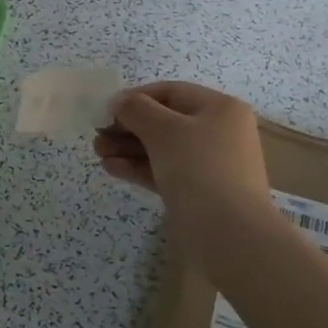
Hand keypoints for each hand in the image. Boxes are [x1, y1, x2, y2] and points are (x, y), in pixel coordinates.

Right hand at [93, 81, 272, 230]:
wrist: (229, 235)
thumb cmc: (199, 169)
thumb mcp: (164, 130)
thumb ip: (137, 110)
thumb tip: (119, 102)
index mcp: (220, 109)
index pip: (171, 92)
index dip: (136, 97)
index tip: (105, 110)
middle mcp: (219, 133)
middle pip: (166, 121)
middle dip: (129, 127)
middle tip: (98, 135)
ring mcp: (210, 165)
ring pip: (163, 149)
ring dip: (129, 149)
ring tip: (98, 153)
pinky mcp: (199, 193)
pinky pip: (165, 172)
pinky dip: (139, 168)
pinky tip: (112, 168)